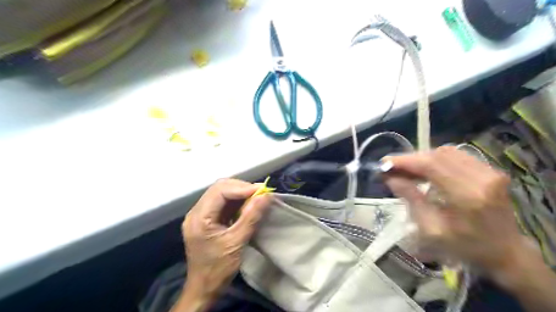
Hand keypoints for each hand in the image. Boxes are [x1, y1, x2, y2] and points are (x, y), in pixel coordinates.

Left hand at [178, 178, 271, 309]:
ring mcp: (200, 215)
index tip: (262, 191)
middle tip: (261, 193)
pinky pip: (222, 203)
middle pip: (219, 188)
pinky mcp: (206, 219)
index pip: (220, 191)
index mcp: (199, 217)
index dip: (242, 188)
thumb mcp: (237, 243)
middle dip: (241, 188)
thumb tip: (266, 196)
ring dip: (240, 193)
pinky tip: (248, 204)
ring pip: (221, 193)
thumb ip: (251, 217)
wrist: (203, 289)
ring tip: (257, 197)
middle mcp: (196, 212)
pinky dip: (237, 201)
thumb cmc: (218, 269)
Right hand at [383, 147, 526, 272]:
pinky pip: (457, 155)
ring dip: (422, 158)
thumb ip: (411, 199)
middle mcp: (482, 177)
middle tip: (392, 168)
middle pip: (437, 155)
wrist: (505, 251)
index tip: (384, 162)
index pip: (431, 165)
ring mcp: (490, 171)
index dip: (404, 160)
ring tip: (407, 170)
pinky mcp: (491, 170)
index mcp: (468, 196)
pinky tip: (426, 170)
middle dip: (410, 159)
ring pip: (446, 152)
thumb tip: (390, 178)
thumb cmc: (465, 246)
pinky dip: (436, 159)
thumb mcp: (431, 229)